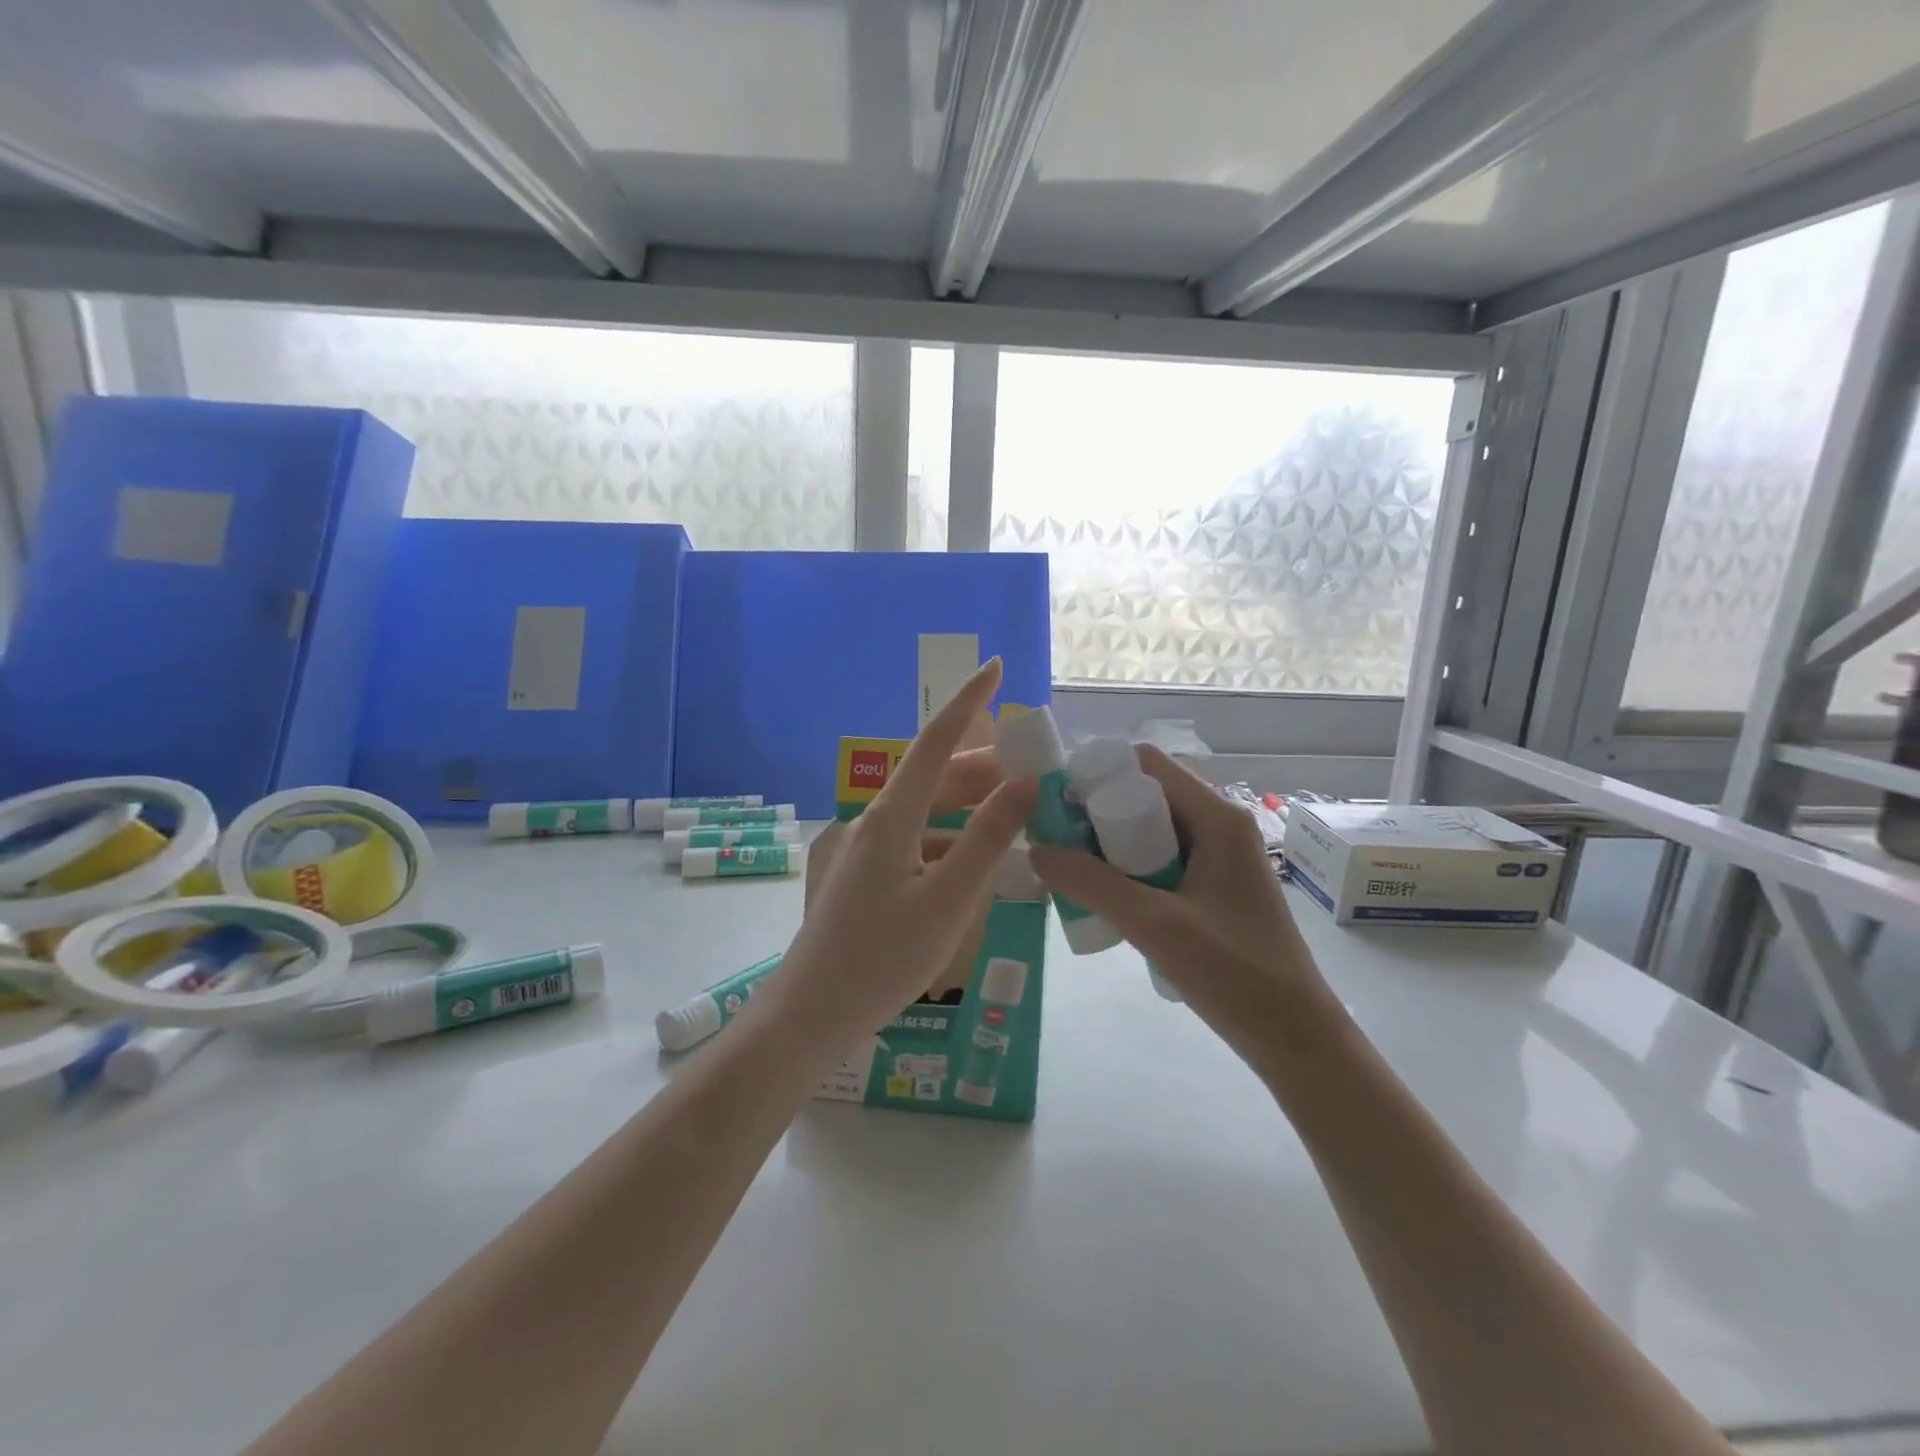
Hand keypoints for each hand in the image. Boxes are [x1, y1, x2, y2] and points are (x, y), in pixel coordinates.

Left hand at [772, 660, 1035, 1054]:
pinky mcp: (866, 877)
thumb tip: (1023, 785)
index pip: (936, 741)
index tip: (995, 666)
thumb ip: (988, 841)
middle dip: (983, 766)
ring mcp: (866, 850)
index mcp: (892, 817)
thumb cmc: (881, 959)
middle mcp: (876, 822)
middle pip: (935, 777)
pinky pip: (917, 844)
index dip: (968, 701)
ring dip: (970, 809)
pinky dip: (952, 843)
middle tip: (1032, 771)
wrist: (810, 1015)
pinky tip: (978, 866)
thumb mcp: (948, 901)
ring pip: (928, 813)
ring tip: (1016, 817)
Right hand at [1028, 745, 1338, 1073]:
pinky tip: (1104, 897)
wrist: (1295, 1037)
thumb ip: (1092, 884)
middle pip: (1146, 794)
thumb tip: (1036, 849)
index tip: (1055, 804)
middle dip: (1097, 813)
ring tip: (1070, 870)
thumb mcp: (1155, 924)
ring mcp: (1218, 856)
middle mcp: (1219, 824)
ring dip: (1109, 844)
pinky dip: (1128, 867)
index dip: (1098, 773)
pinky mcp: (1214, 885)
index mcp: (1216, 817)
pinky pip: (1161, 858)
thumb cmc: (1235, 973)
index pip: (1146, 764)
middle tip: (1056, 842)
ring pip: (1150, 828)